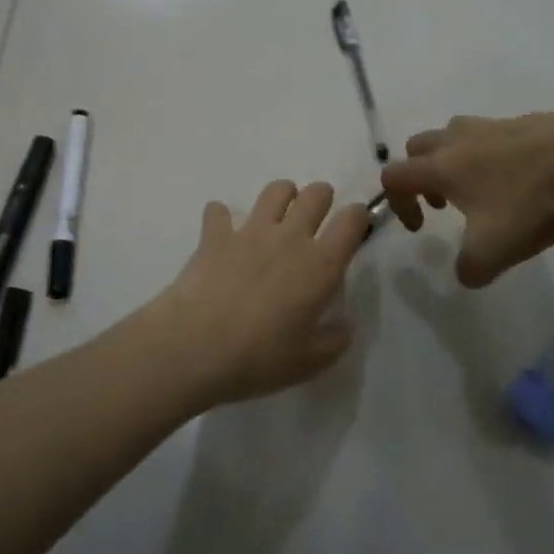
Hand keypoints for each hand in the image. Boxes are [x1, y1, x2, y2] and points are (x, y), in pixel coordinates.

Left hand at [150, 180, 370, 407]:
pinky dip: (221, 218)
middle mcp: (290, 237)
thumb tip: (344, 322)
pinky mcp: (215, 235)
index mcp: (321, 265)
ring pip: (276, 190)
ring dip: (282, 197)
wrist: (195, 347)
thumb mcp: (310, 362)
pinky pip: (218, 210)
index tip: (354, 228)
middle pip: (316, 193)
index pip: (351, 220)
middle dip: (322, 199)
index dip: (358, 217)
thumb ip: (335, 339)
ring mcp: (250, 231)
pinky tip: (221, 234)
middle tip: (315, 221)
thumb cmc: (259, 358)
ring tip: (277, 218)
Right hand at [381, 109, 553, 287]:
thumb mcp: (495, 250)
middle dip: (421, 175)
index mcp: (441, 166)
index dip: (397, 203)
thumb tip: (465, 274)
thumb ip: (470, 268)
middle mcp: (458, 139)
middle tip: (443, 203)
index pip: (395, 176)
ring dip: (452, 160)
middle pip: (418, 147)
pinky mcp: (523, 121)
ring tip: (480, 189)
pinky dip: (489, 155)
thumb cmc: (532, 201)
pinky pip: (490, 135)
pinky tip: (519, 179)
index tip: (421, 228)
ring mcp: (491, 125)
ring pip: (453, 135)